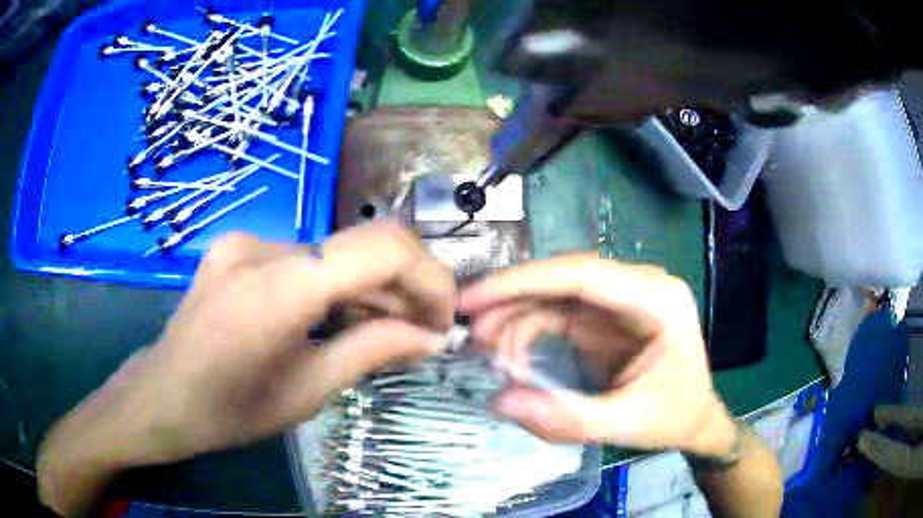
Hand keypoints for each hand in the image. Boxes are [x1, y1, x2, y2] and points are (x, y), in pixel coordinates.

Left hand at [38, 222, 455, 515]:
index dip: (428, 276)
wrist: (160, 396)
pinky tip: (340, 316)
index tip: (444, 317)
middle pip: (361, 243)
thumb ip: (372, 351)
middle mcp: (260, 247)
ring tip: (388, 327)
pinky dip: (337, 284)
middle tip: (424, 329)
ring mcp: (246, 241)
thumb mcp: (306, 392)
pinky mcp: (238, 246)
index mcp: (274, 291)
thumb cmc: (228, 411)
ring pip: (335, 252)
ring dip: (371, 287)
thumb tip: (432, 336)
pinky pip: (306, 257)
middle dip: (406, 284)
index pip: (379, 248)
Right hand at [459, 254, 736, 455]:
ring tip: (486, 353)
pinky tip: (510, 356)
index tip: (473, 300)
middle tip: (471, 334)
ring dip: (516, 318)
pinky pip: (558, 314)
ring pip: (554, 295)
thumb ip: (566, 419)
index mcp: (656, 300)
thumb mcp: (627, 424)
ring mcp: (620, 300)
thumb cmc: (674, 417)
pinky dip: (528, 331)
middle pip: (563, 278)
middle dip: (512, 301)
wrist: (695, 419)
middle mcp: (638, 287)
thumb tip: (500, 401)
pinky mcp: (605, 318)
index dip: (522, 282)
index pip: (582, 274)